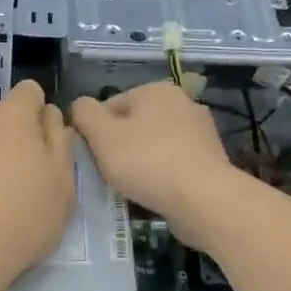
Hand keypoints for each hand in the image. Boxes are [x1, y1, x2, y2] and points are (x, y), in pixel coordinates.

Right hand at [70, 83, 242, 249]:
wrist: (203, 199)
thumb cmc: (147, 162)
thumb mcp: (103, 136)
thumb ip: (84, 114)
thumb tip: (80, 105)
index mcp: (156, 90)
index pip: (111, 106)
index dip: (95, 132)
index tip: (93, 158)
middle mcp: (182, 104)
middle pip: (134, 126)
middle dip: (119, 149)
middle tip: (108, 175)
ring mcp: (200, 133)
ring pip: (154, 148)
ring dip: (140, 165)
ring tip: (130, 190)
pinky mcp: (210, 162)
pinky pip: (174, 167)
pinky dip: (161, 178)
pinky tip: (153, 196)